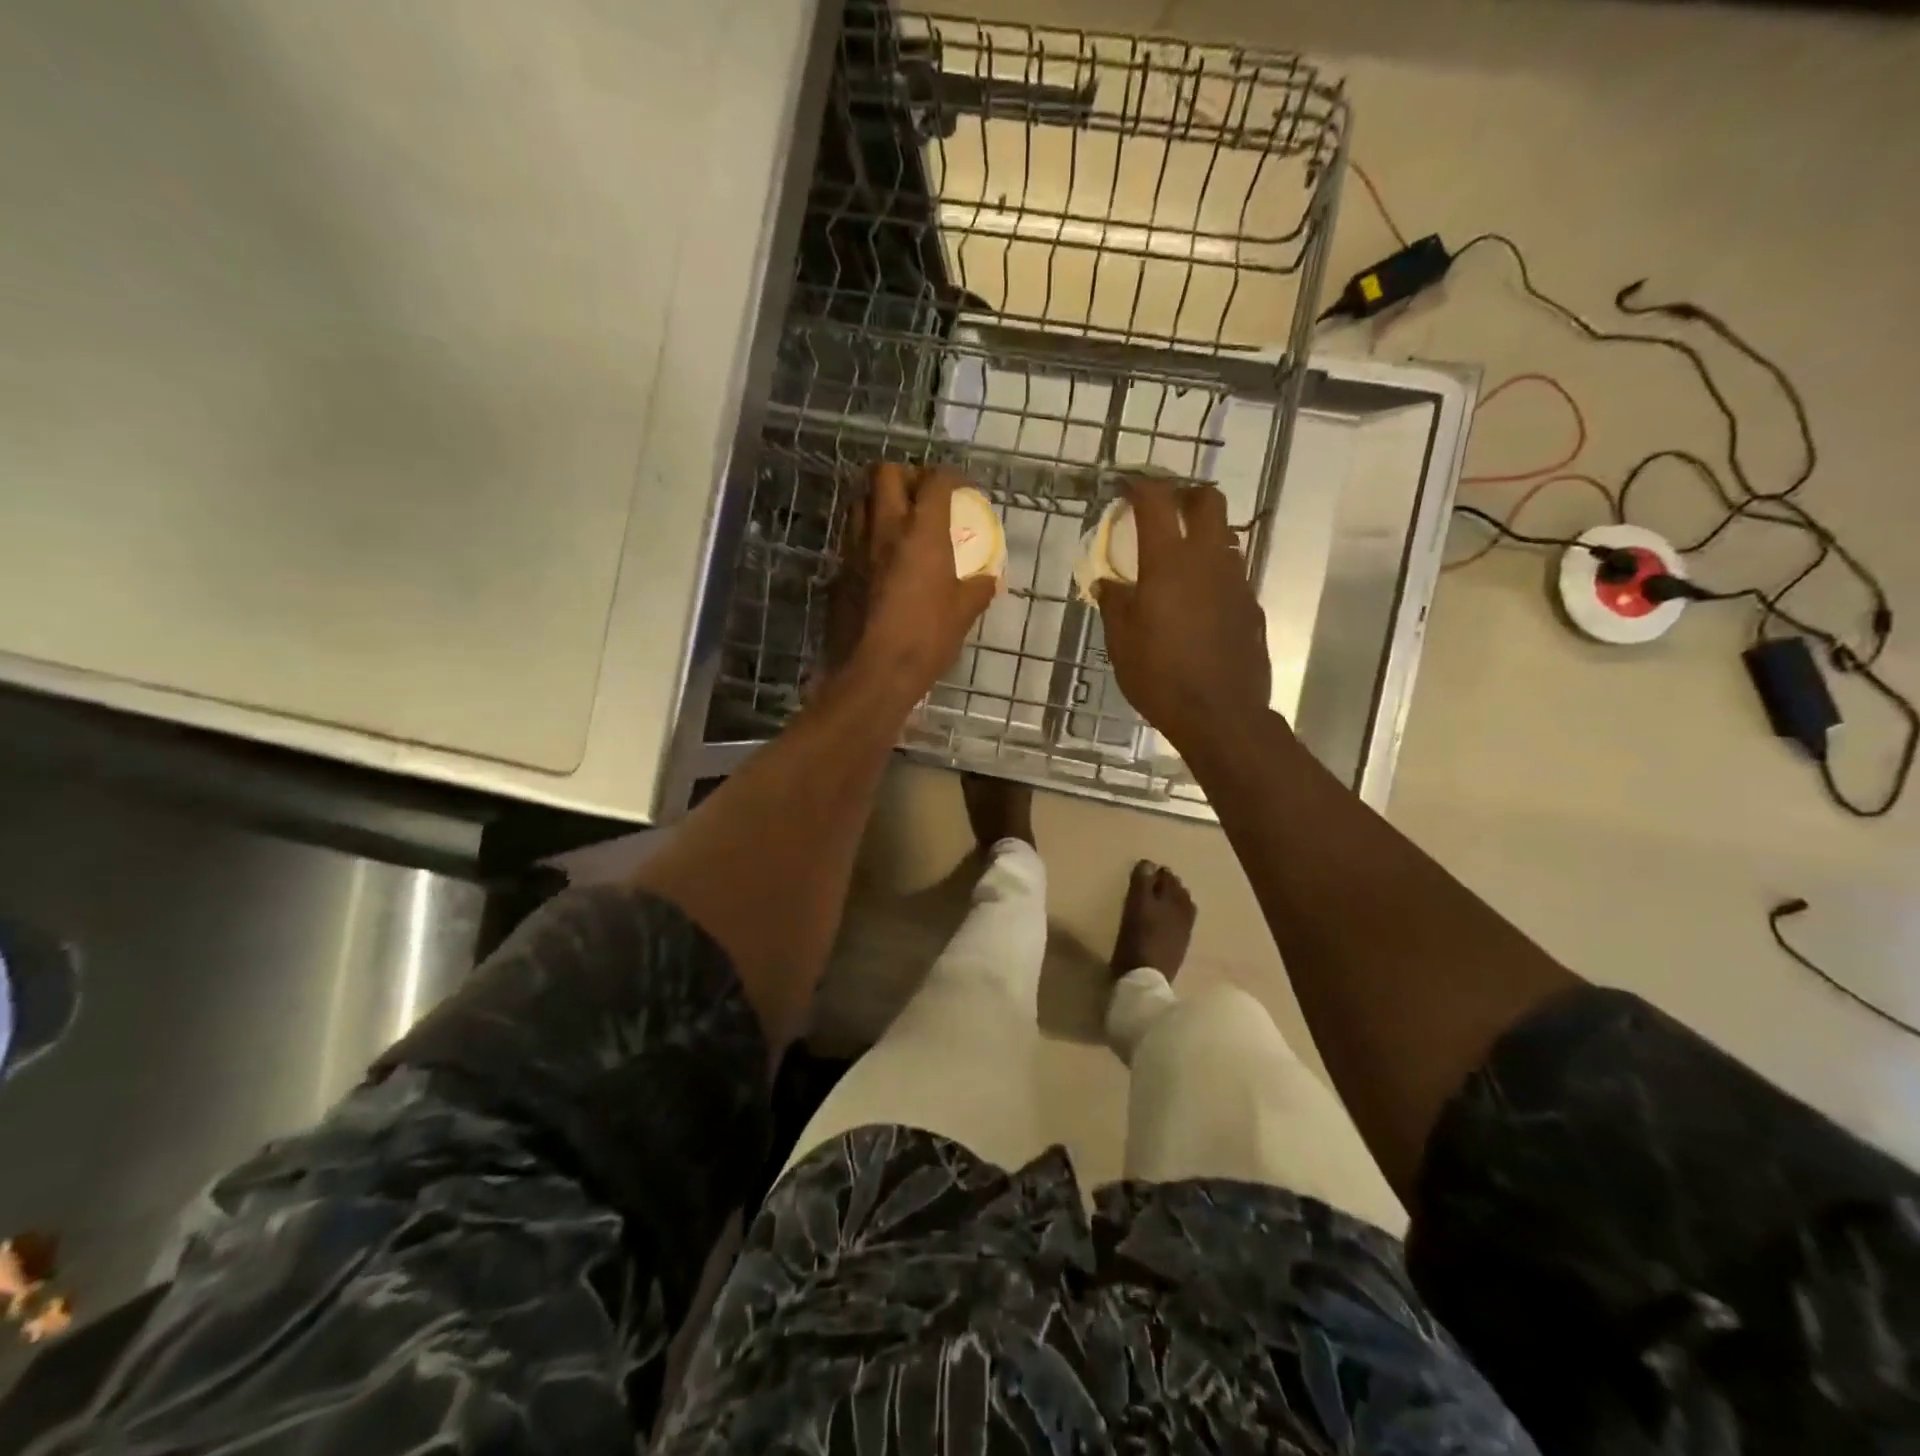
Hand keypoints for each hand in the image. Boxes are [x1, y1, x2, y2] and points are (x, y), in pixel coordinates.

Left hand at [831, 463, 996, 703]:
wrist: (872, 673)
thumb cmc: (925, 639)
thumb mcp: (963, 614)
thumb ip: (978, 589)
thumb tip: (988, 579)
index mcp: (921, 532)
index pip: (936, 481)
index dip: (953, 478)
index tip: (964, 490)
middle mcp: (884, 528)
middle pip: (886, 473)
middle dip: (907, 475)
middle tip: (923, 496)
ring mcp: (855, 547)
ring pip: (860, 500)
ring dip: (880, 499)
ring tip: (898, 520)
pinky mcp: (838, 570)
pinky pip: (850, 536)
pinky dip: (866, 533)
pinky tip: (879, 556)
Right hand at [1095, 476, 1271, 754]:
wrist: (1220, 714)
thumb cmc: (1160, 676)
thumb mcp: (1121, 642)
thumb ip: (1114, 604)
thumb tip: (1107, 583)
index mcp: (1169, 562)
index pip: (1157, 502)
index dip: (1140, 485)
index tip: (1125, 485)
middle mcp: (1208, 560)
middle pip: (1208, 501)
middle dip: (1185, 495)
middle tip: (1164, 509)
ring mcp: (1236, 581)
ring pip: (1225, 536)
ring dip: (1202, 533)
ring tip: (1178, 557)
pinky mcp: (1250, 606)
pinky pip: (1232, 573)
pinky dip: (1213, 571)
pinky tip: (1197, 600)